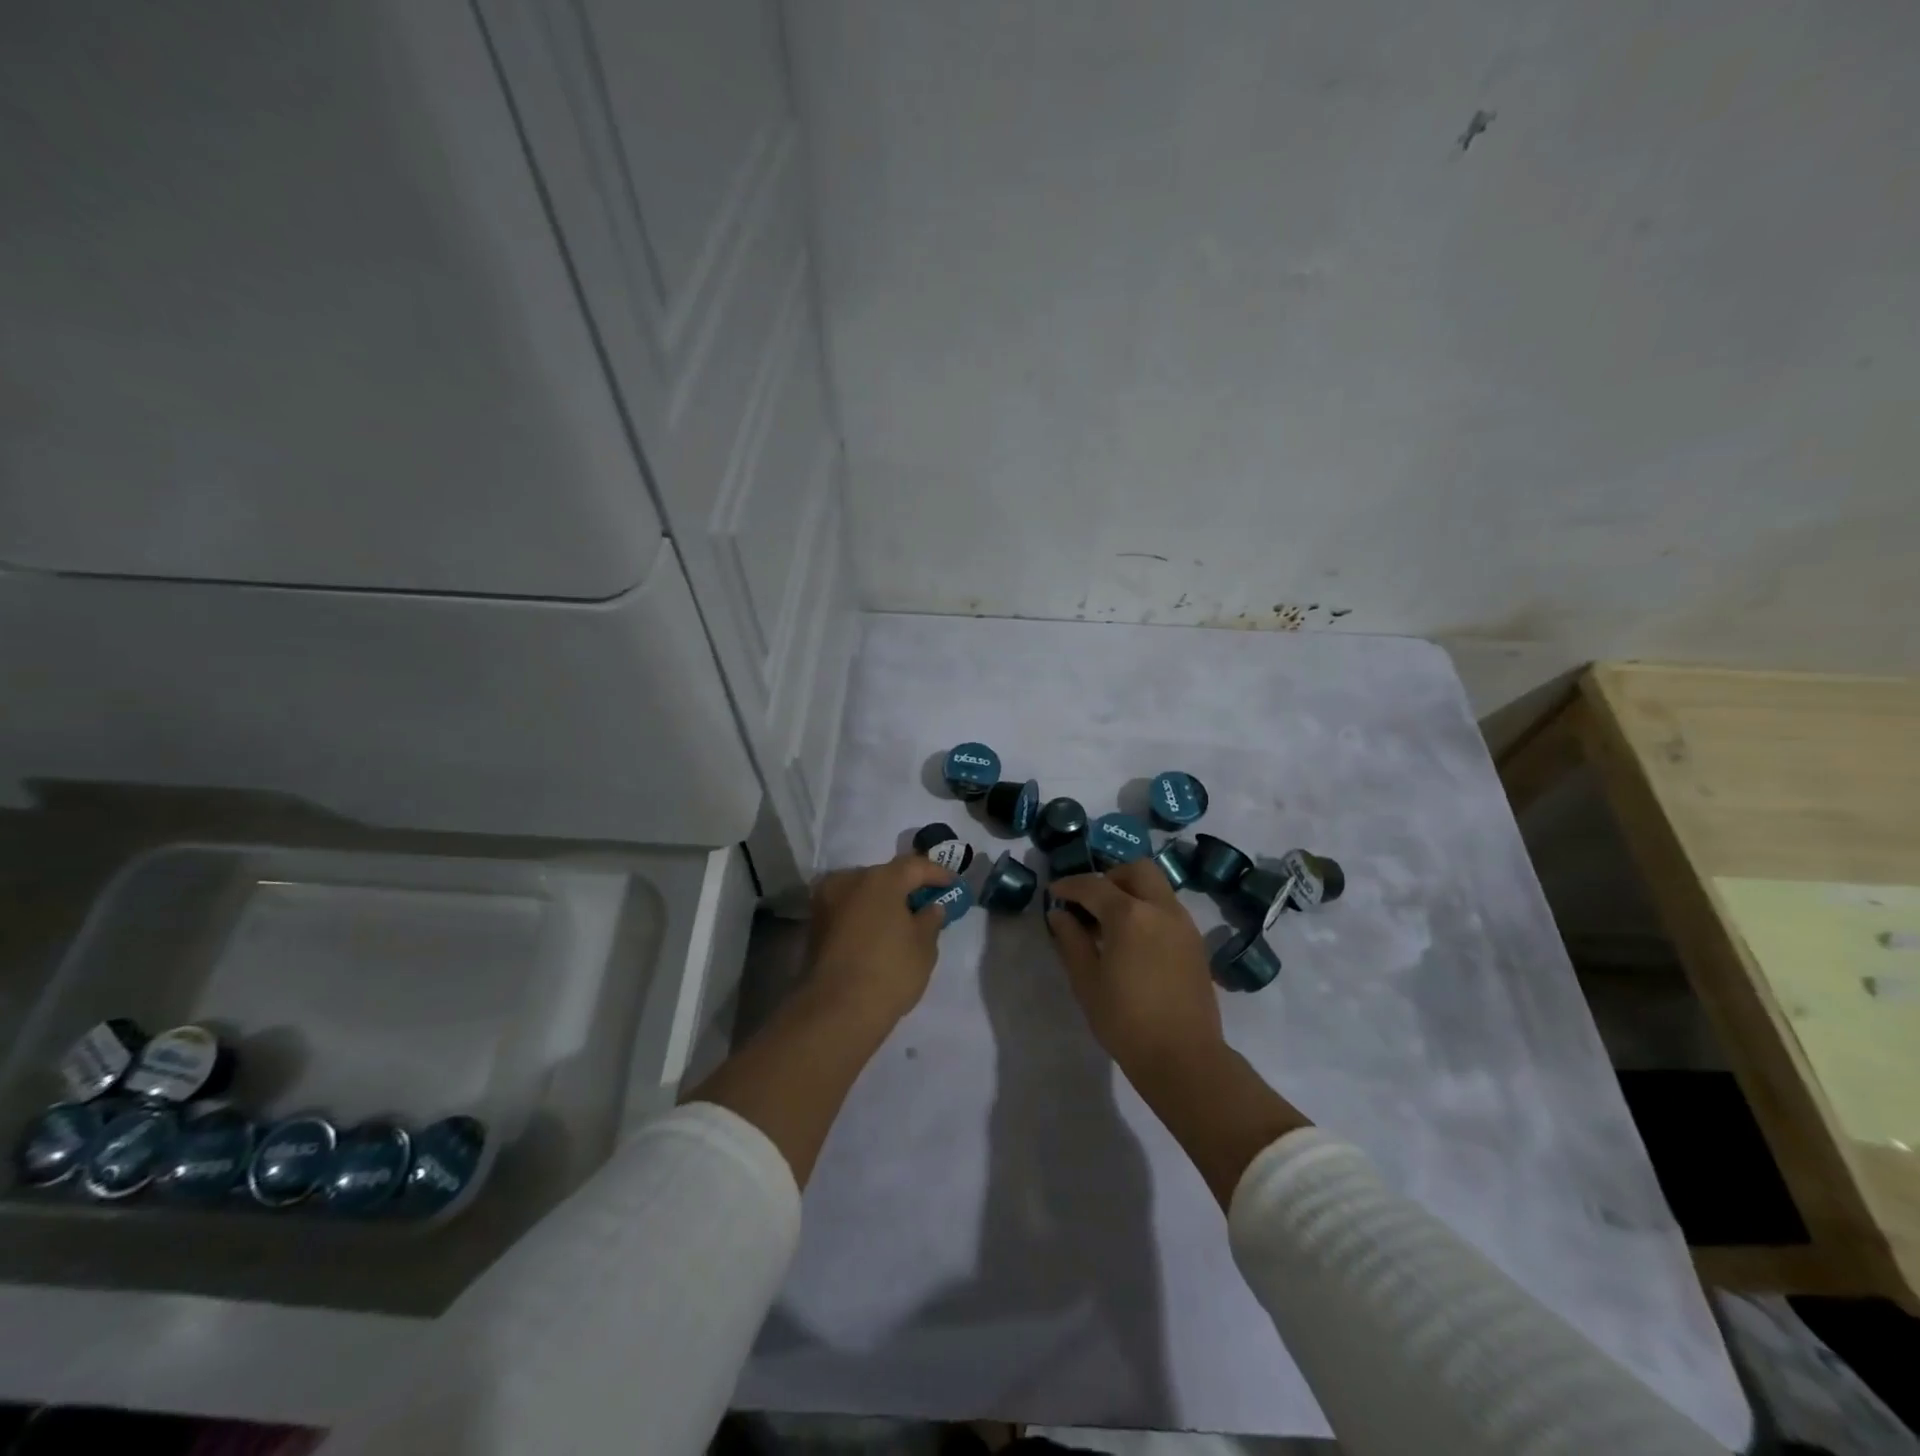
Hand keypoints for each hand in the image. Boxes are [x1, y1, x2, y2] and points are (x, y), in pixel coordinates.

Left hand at [805, 852, 955, 1027]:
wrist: (836, 1011)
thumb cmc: (889, 972)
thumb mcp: (924, 946)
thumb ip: (931, 919)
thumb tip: (931, 907)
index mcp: (880, 878)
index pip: (914, 866)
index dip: (937, 873)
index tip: (953, 885)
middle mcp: (849, 880)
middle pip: (885, 875)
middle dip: (906, 886)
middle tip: (926, 902)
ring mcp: (827, 901)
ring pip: (863, 891)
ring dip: (883, 900)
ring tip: (902, 919)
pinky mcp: (815, 924)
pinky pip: (848, 908)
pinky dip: (865, 914)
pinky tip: (879, 931)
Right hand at [1046, 860, 1224, 1080]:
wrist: (1183, 1057)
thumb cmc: (1125, 1021)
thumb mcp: (1087, 981)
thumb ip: (1071, 940)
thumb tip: (1060, 914)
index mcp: (1130, 915)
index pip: (1094, 885)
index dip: (1070, 885)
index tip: (1054, 893)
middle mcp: (1161, 909)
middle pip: (1136, 870)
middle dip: (1109, 877)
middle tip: (1090, 900)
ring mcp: (1183, 924)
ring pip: (1157, 887)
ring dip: (1131, 892)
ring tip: (1110, 922)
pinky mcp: (1196, 943)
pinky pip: (1168, 909)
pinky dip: (1148, 909)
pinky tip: (1134, 940)